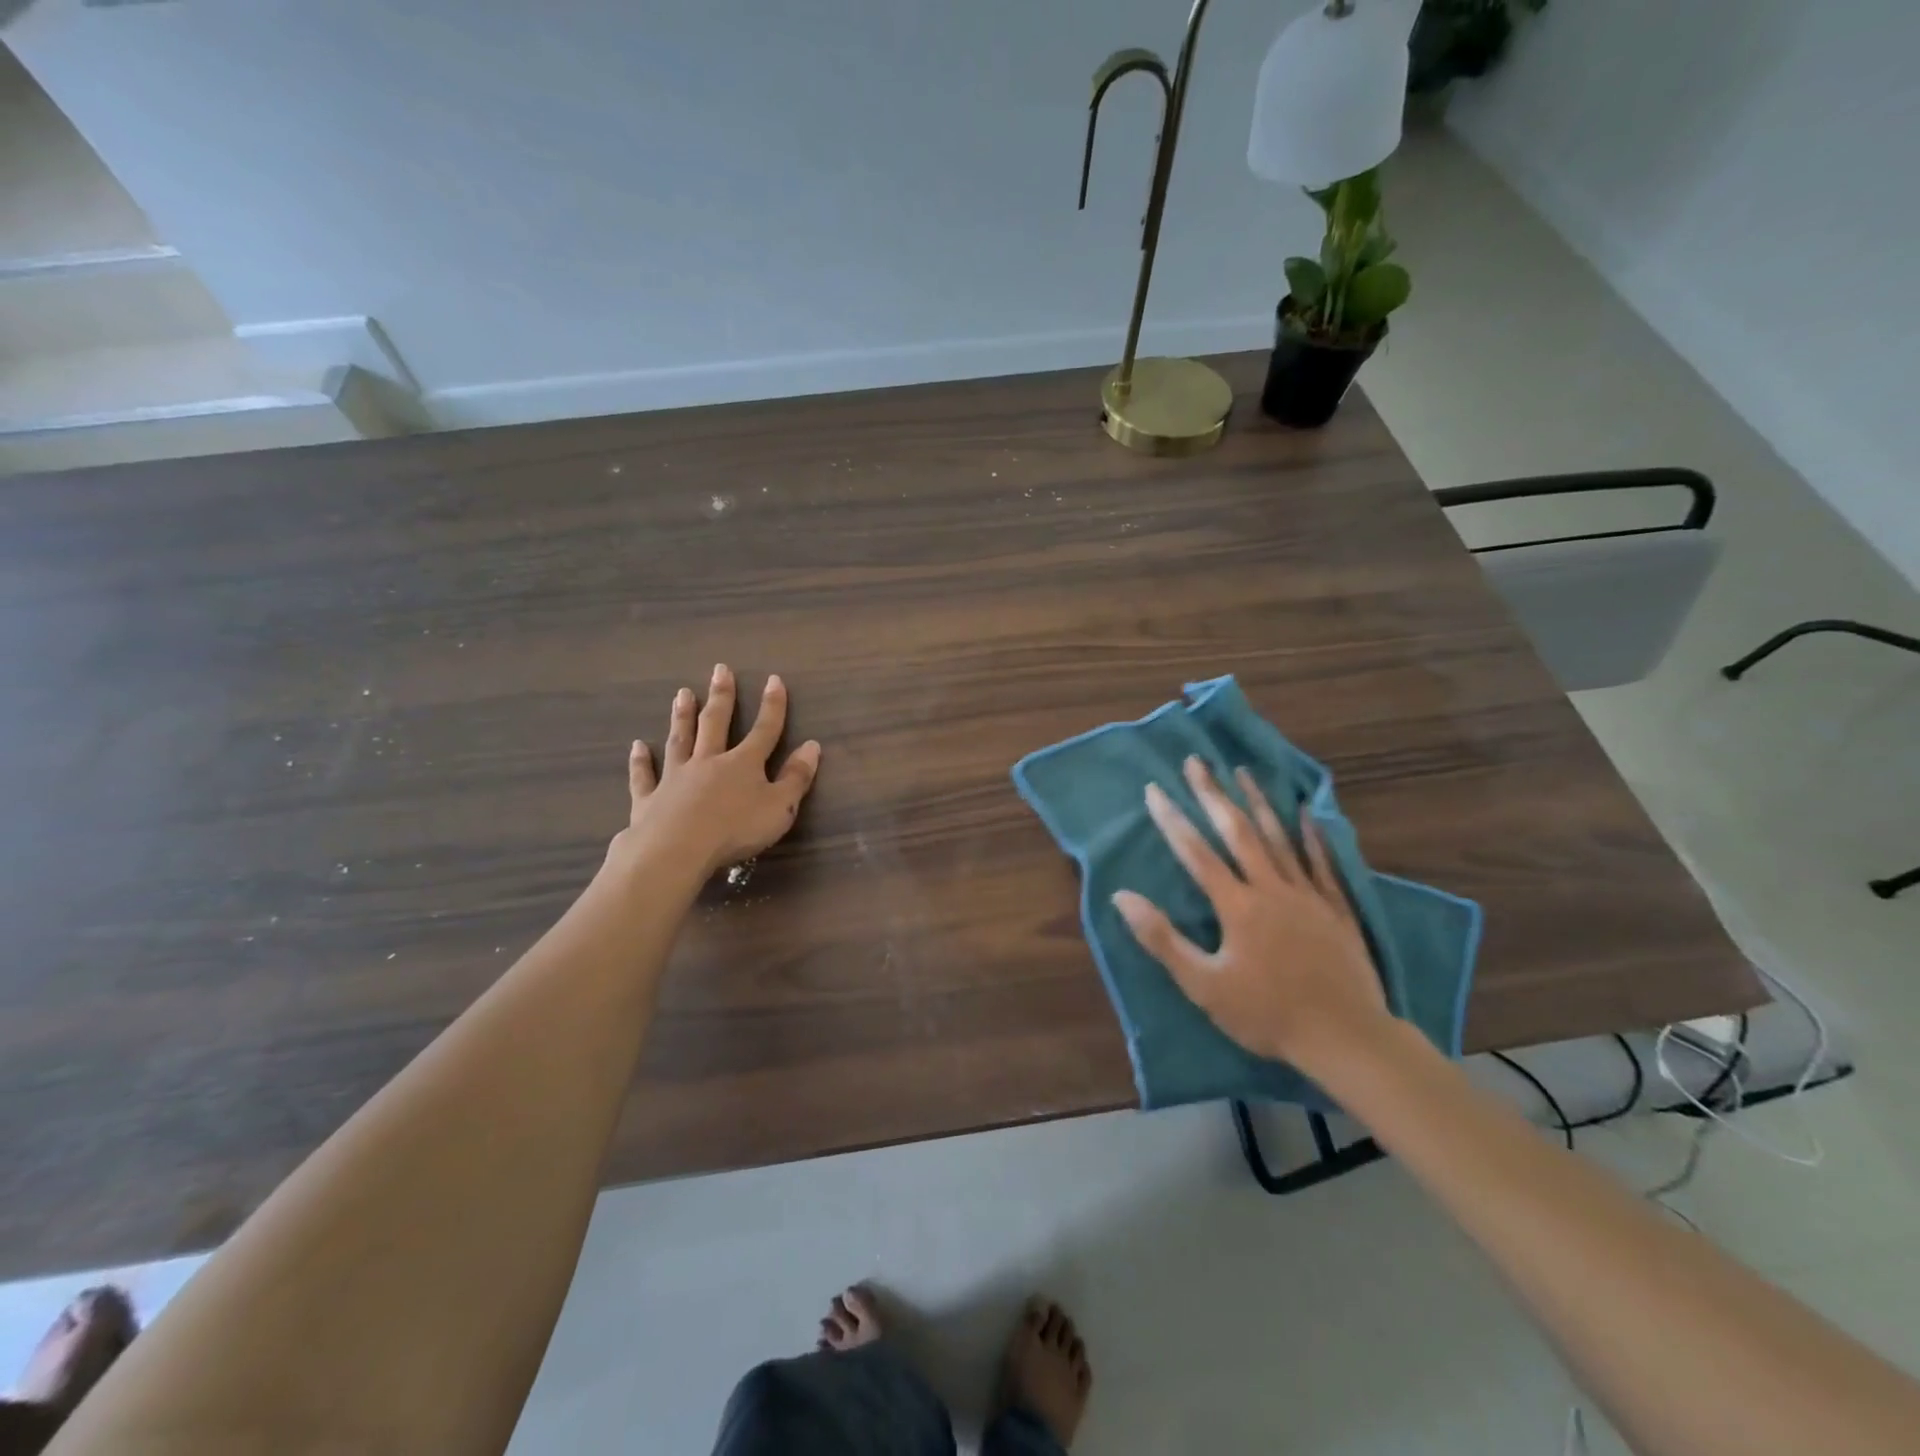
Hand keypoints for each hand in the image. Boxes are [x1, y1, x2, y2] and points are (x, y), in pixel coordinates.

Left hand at [614, 664, 821, 877]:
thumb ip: (796, 777)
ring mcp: (676, 777)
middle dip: (721, 696)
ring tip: (682, 693)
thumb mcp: (780, 807)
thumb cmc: (736, 830)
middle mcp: (708, 761)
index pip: (764, 729)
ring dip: (682, 716)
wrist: (677, 850)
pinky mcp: (649, 799)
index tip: (773, 680)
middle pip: (715, 724)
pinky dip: (640, 761)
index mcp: (743, 764)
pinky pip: (645, 775)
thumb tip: (812, 746)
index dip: (772, 705)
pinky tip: (637, 746)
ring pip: (681, 740)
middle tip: (720, 670)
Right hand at [1111, 757, 1389, 1069]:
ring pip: (1279, 837)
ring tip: (1242, 770)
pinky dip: (1313, 835)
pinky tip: (1307, 812)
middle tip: (1196, 761)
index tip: (1154, 789)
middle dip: (1212, 794)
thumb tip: (1122, 897)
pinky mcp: (1336, 908)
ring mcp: (1308, 894)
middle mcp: (1271, 888)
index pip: (1196, 853)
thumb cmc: (1267, 1014)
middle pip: (1238, 832)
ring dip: (1258, 801)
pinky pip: (1323, 862)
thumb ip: (1162, 939)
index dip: (1172, 820)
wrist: (1346, 1038)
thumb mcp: (1203, 985)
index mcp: (1237, 906)